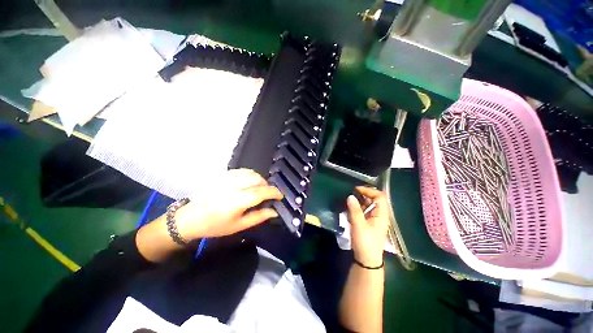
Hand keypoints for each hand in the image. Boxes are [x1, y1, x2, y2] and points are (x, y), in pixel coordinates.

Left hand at [174, 169, 282, 239]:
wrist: (190, 218)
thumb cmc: (215, 226)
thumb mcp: (239, 226)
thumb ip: (259, 217)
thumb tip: (274, 211)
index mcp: (237, 202)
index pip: (261, 192)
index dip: (274, 192)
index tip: (280, 196)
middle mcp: (232, 187)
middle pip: (257, 180)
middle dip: (267, 186)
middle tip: (267, 195)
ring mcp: (226, 179)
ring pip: (250, 173)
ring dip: (259, 180)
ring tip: (259, 188)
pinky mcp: (221, 175)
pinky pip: (241, 170)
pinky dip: (250, 175)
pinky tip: (249, 182)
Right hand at [346, 186, 389, 266]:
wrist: (367, 260)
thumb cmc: (365, 242)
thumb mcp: (358, 225)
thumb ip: (354, 209)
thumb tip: (350, 196)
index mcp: (381, 214)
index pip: (379, 196)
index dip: (369, 190)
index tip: (356, 190)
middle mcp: (380, 215)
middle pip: (374, 199)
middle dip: (363, 195)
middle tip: (351, 194)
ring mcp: (375, 219)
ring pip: (369, 205)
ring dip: (359, 202)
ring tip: (349, 201)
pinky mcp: (369, 224)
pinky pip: (365, 212)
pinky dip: (358, 208)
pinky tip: (350, 210)